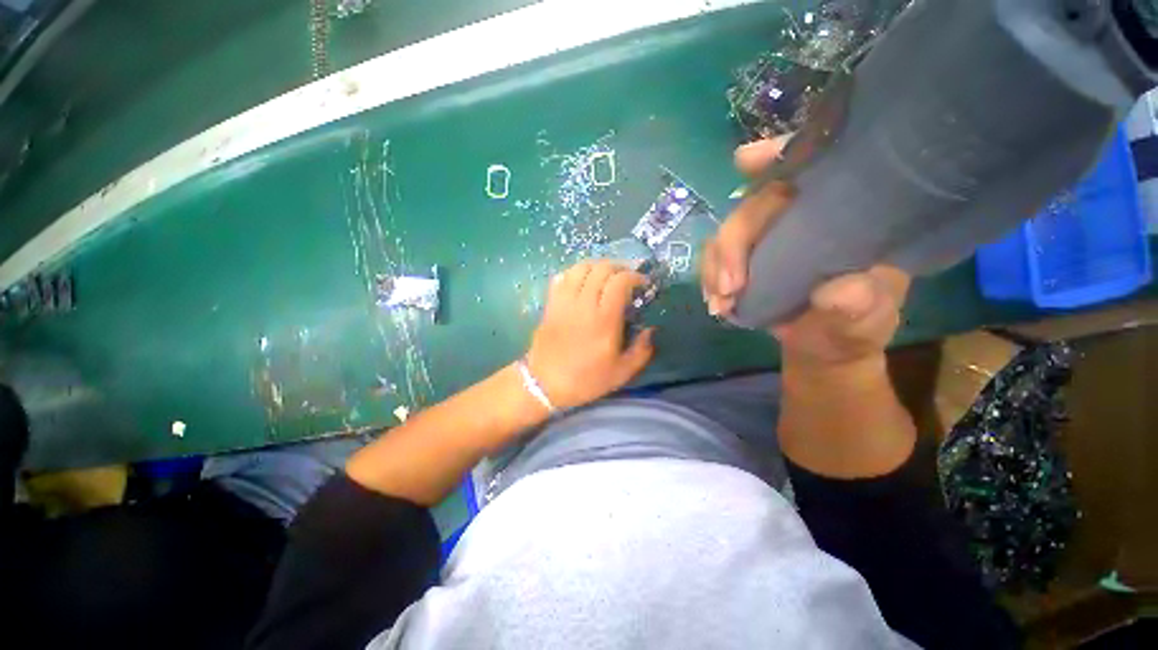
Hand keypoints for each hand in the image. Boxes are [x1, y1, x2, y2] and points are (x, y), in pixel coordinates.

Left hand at [526, 261, 654, 409]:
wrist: (544, 383)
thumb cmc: (585, 380)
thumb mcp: (621, 373)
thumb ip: (641, 350)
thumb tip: (651, 329)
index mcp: (604, 320)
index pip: (620, 281)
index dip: (635, 276)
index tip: (643, 283)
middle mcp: (584, 304)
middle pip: (601, 268)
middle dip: (619, 267)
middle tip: (627, 277)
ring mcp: (564, 301)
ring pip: (581, 267)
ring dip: (597, 266)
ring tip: (606, 275)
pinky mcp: (551, 303)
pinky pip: (562, 277)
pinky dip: (575, 272)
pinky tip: (583, 281)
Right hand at [701, 137, 910, 369]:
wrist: (823, 344)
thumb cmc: (855, 326)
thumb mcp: (867, 319)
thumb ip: (859, 307)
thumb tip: (840, 291)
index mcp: (838, 214)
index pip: (811, 169)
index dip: (777, 156)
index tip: (746, 161)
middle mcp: (797, 216)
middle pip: (753, 206)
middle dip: (732, 242)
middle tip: (729, 287)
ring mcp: (765, 238)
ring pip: (726, 231)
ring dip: (715, 265)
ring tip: (721, 302)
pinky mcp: (743, 259)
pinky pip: (714, 258)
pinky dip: (708, 278)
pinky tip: (715, 302)